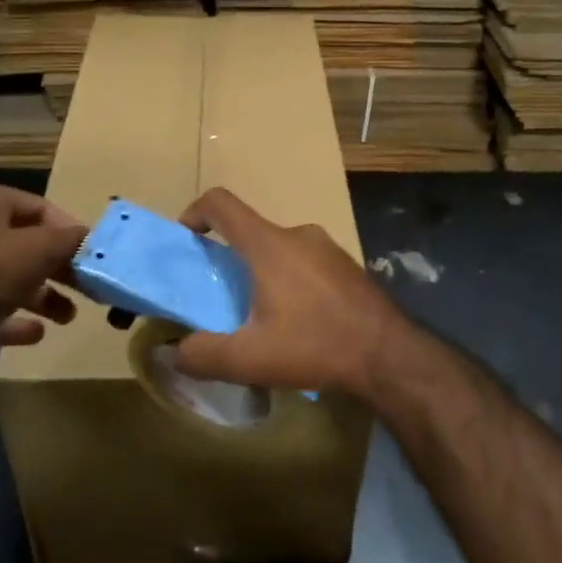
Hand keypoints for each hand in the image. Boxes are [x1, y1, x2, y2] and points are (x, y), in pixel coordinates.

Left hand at [0, 183, 84, 350]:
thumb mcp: (38, 248)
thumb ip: (68, 240)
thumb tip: (88, 236)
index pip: (36, 206)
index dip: (67, 228)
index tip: (91, 253)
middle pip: (22, 245)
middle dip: (57, 267)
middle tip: (87, 285)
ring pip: (7, 278)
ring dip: (42, 296)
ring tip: (68, 316)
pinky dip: (14, 320)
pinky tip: (37, 333)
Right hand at [174, 187, 413, 399]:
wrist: (389, 355)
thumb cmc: (315, 346)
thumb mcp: (249, 359)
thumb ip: (201, 355)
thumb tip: (173, 354)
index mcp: (269, 244)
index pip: (221, 203)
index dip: (194, 212)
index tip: (186, 241)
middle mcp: (298, 234)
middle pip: (250, 232)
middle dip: (229, 260)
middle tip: (224, 300)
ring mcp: (327, 247)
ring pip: (279, 250)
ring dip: (262, 275)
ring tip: (262, 319)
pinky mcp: (346, 265)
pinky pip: (305, 263)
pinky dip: (290, 282)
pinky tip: (299, 323)